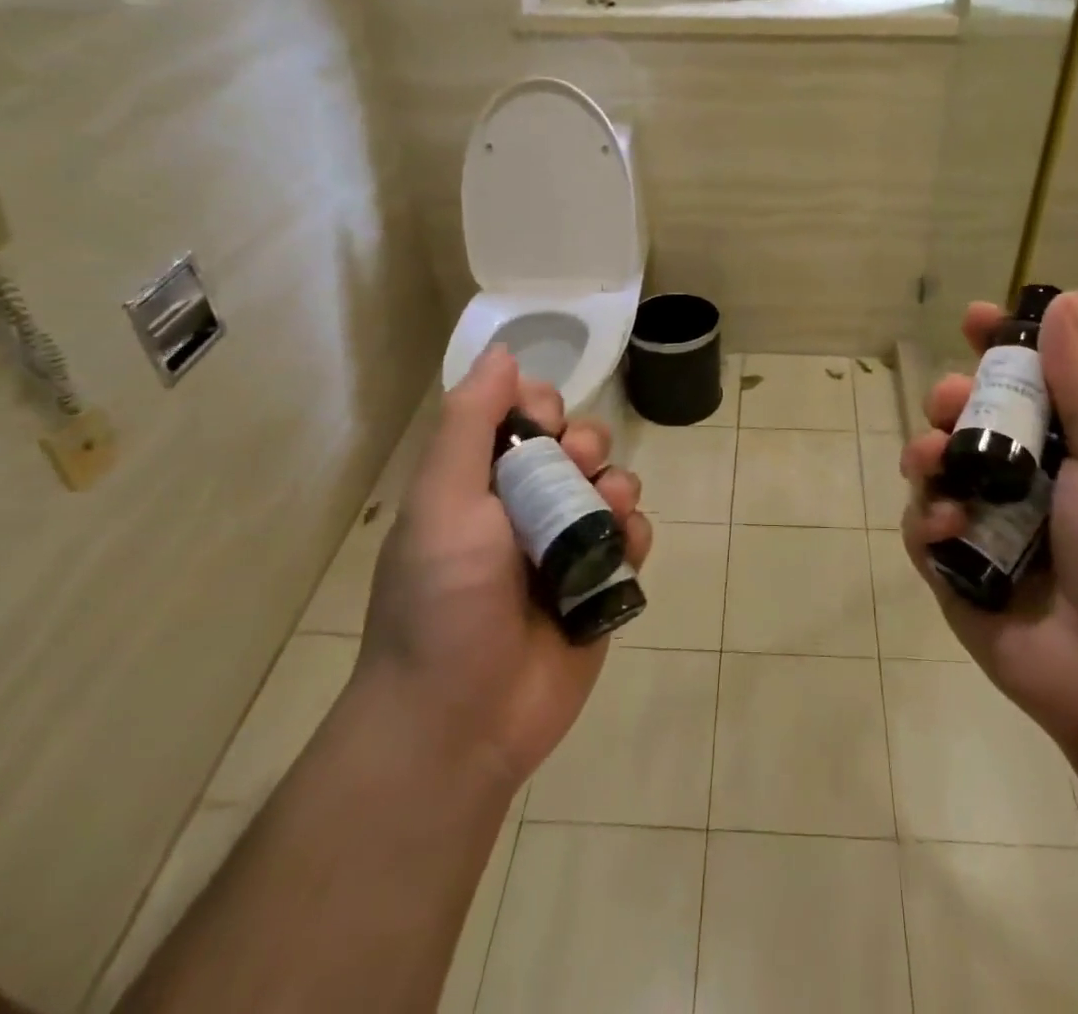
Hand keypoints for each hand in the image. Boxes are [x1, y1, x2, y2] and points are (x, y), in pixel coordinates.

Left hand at [356, 346, 651, 788]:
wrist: (459, 724)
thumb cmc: (442, 602)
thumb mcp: (442, 502)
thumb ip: (469, 423)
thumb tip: (503, 352)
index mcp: (480, 481)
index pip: (524, 414)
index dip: (542, 406)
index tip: (544, 423)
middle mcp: (525, 506)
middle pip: (578, 443)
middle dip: (586, 445)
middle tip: (576, 469)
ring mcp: (566, 547)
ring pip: (613, 485)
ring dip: (616, 487)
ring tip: (606, 514)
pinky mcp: (599, 585)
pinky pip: (634, 537)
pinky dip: (635, 536)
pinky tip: (621, 554)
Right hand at [901, 292, 1077, 762]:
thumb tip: (1068, 298)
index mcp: (1063, 448)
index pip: (1021, 382)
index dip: (995, 347)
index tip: (973, 319)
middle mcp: (1019, 480)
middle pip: (965, 419)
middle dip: (948, 400)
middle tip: (950, 402)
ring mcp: (982, 524)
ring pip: (932, 467)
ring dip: (926, 453)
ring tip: (936, 461)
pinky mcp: (952, 570)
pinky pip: (920, 526)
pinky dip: (926, 519)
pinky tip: (948, 526)